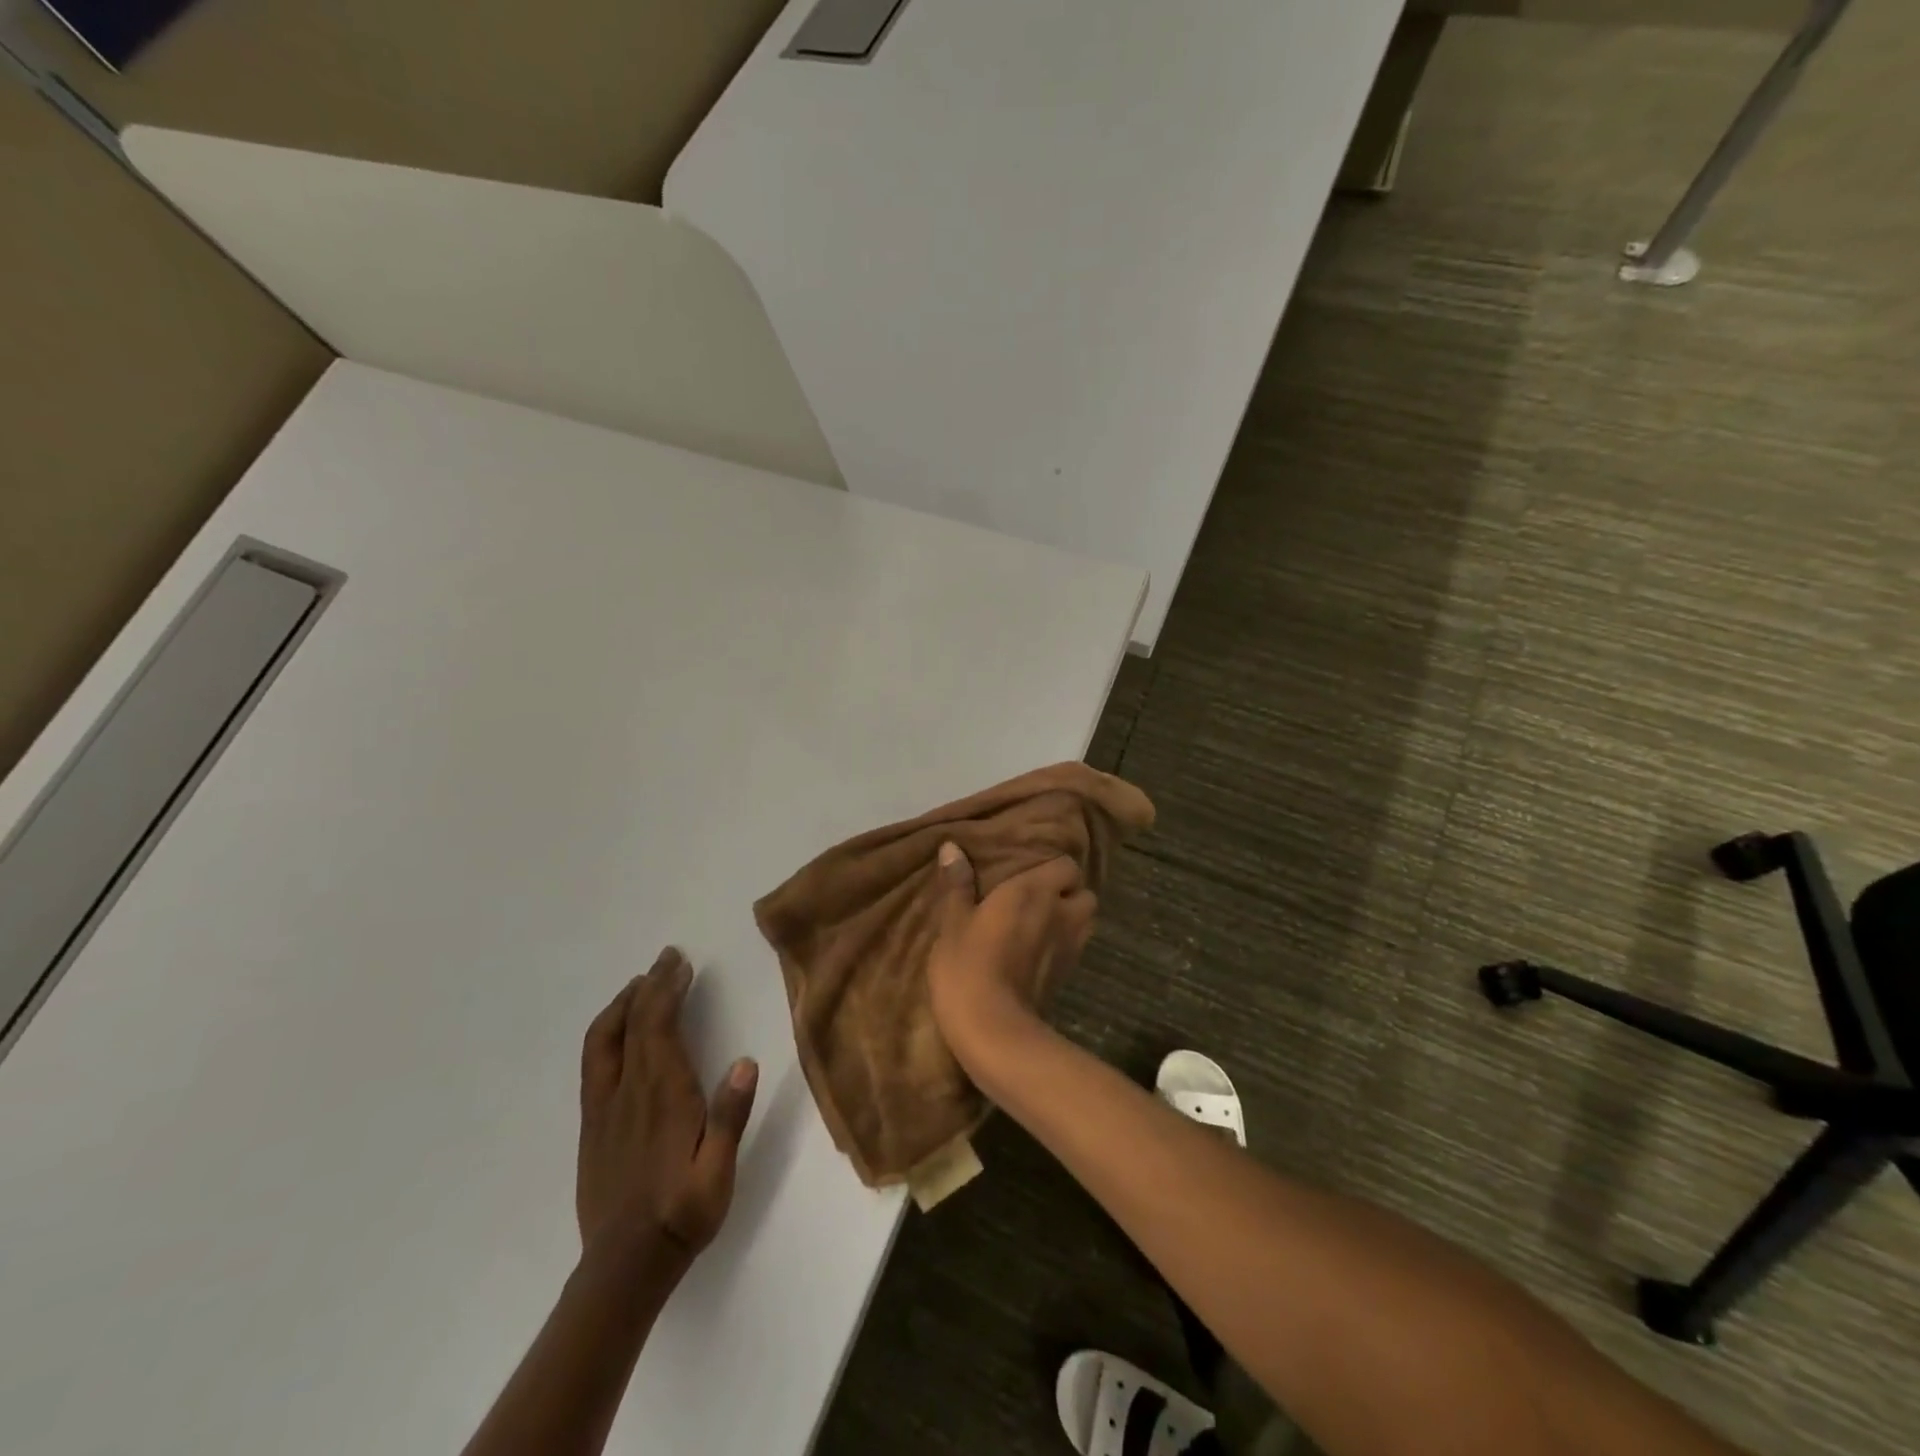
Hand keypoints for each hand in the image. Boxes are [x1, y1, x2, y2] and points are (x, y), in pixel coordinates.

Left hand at [577, 948, 757, 1272]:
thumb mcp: (718, 1172)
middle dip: (648, 986)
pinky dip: (607, 1033)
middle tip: (667, 958)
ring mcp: (603, 1108)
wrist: (624, 1267)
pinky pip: (594, 1064)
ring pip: (603, 1041)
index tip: (681, 964)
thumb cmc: (682, 1214)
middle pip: (631, 1024)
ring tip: (640, 985)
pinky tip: (619, 1033)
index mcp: (662, 1095)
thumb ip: (731, 1116)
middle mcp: (628, 1092)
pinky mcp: (591, 1126)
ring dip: (621, 1005)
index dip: (667, 990)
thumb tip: (745, 1062)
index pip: (658, 1026)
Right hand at [927, 844, 1096, 1073]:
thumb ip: (957, 884)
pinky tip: (1038, 952)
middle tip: (1040, 899)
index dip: (1054, 868)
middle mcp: (1061, 913)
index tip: (1030, 873)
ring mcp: (1070, 947)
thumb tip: (951, 847)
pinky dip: (1064, 945)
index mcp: (1034, 890)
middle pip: (1085, 894)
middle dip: (1069, 894)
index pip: (1067, 865)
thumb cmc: (968, 965)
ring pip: (1086, 922)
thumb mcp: (953, 922)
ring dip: (1072, 919)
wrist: (993, 1028)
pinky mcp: (1068, 976)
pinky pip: (1075, 948)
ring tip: (1043, 923)